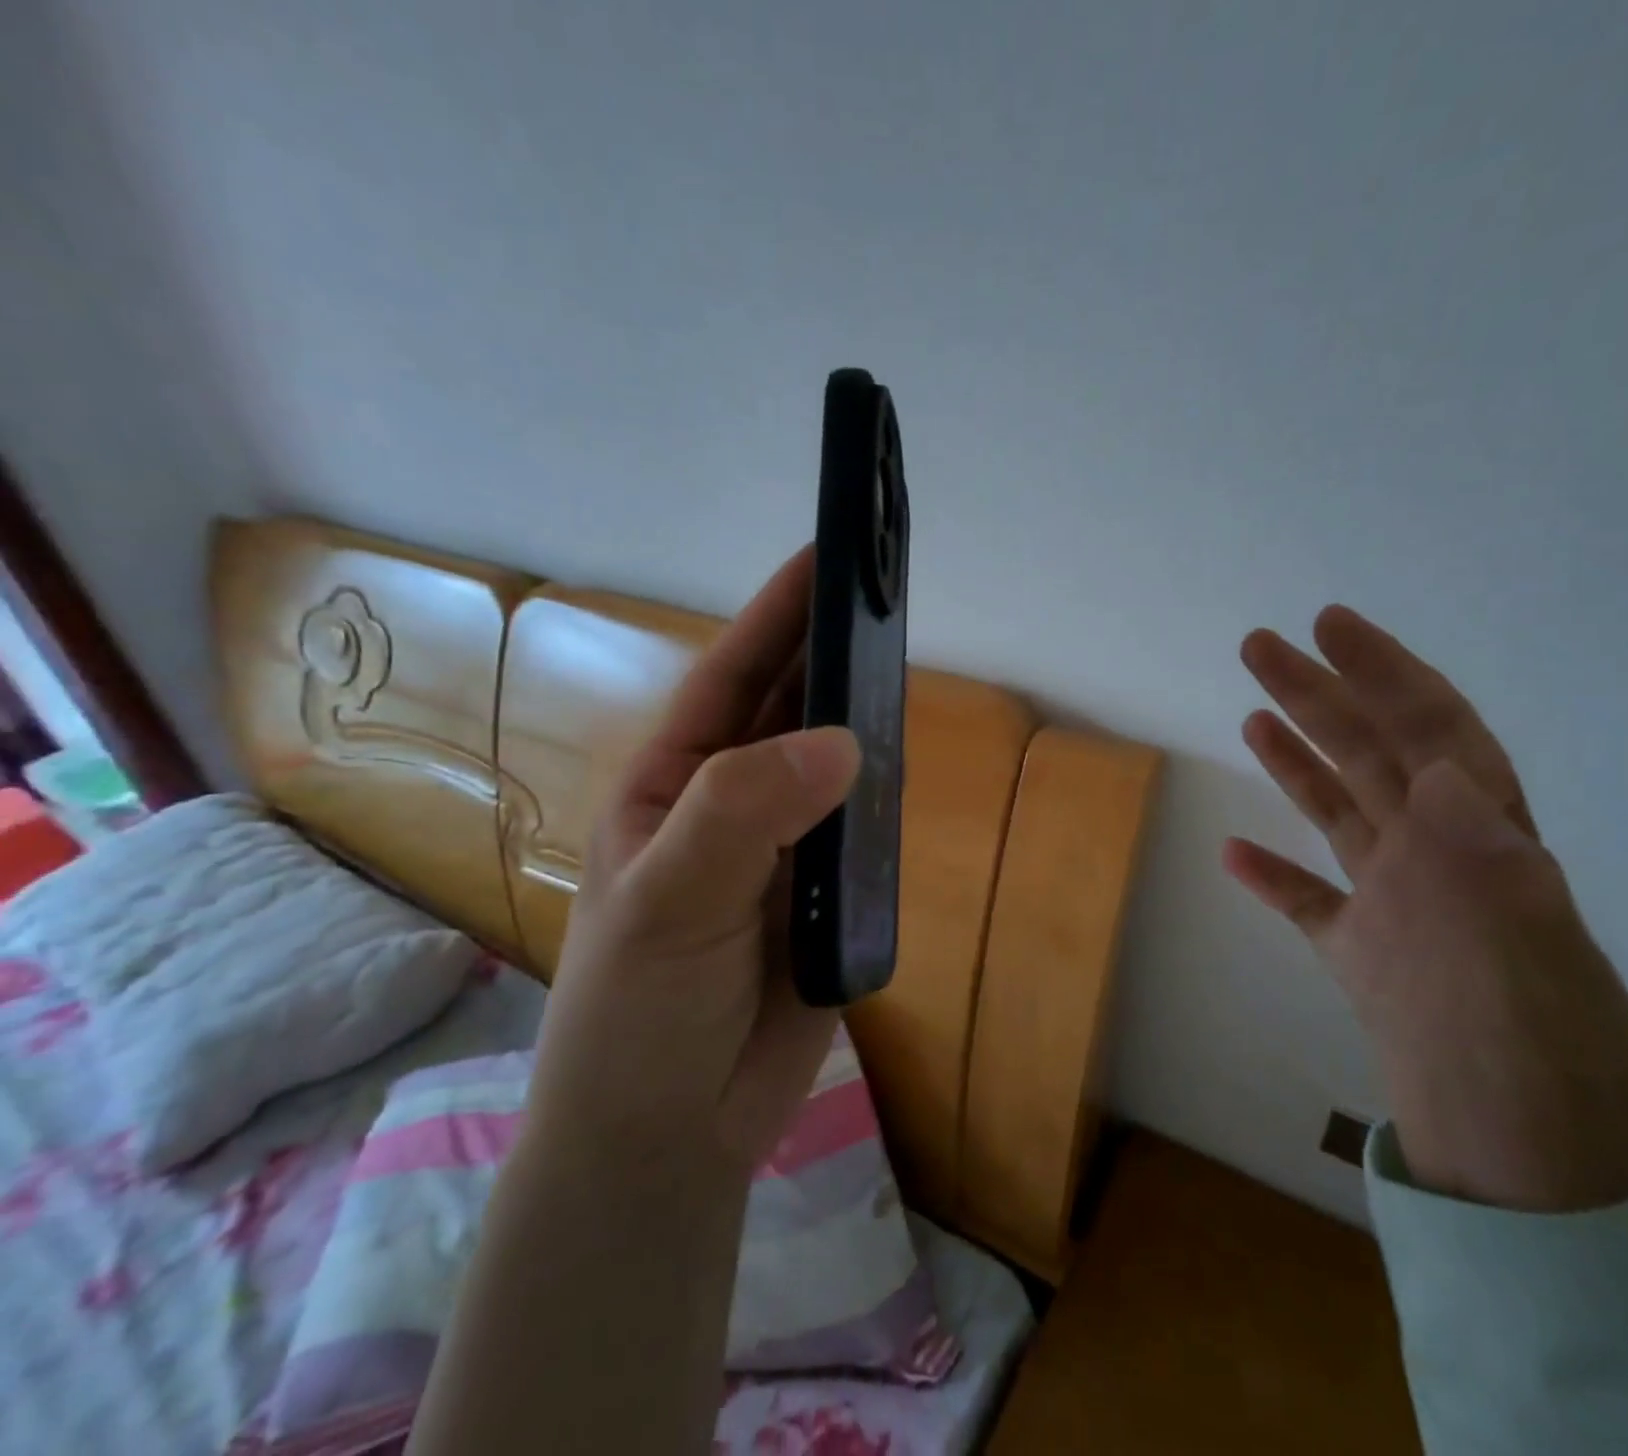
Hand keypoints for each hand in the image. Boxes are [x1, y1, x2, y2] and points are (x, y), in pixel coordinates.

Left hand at [526, 546, 860, 1176]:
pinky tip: (912, 764)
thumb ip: (743, 813)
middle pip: (789, 709)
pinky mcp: (825, 892)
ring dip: (864, 718)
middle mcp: (731, 801)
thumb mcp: (667, 900)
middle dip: (831, 652)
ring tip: (910, 665)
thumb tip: (845, 740)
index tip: (826, 556)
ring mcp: (782, 846)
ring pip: (833, 764)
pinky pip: (862, 827)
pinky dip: (885, 795)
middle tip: (888, 597)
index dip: (776, 615)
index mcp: (676, 781)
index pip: (732, 678)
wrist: (671, 1133)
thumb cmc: (637, 1011)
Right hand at [1226, 606, 1627, 1212]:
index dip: (1382, 671)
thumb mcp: (1528, 946)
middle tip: (1259, 645)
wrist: (1521, 1153)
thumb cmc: (1530, 1051)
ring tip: (1254, 716)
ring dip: (1295, 760)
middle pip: (1367, 754)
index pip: (1430, 730)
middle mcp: (1436, 854)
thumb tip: (1451, 772)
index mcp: (1480, 839)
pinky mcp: (1362, 953)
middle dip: (1317, 693)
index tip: (1330, 624)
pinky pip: (1308, 899)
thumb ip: (1487, 856)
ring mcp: (1395, 901)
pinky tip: (1232, 853)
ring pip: (1337, 810)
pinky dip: (1271, 873)